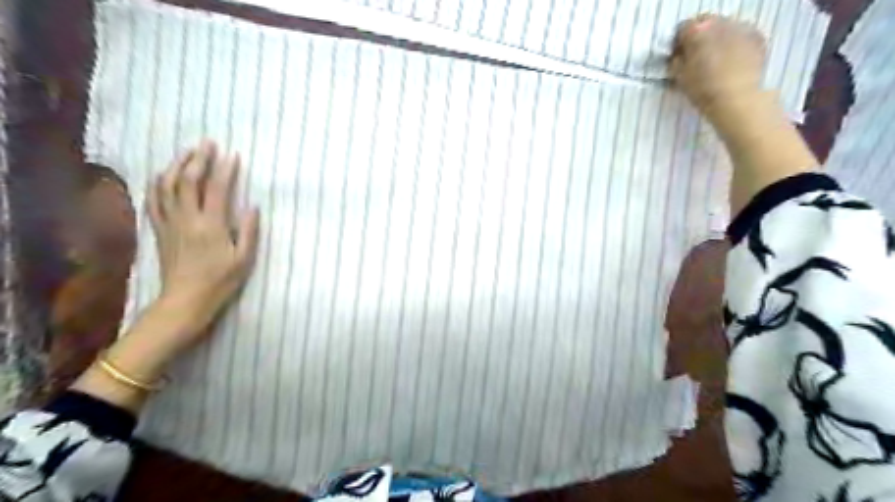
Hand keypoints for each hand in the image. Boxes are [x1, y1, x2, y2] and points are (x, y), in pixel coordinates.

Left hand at [147, 138, 260, 339]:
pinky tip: (163, 176)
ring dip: (176, 166)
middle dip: (198, 159)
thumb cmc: (221, 280)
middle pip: (188, 181)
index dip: (225, 170)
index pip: (217, 189)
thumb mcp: (244, 258)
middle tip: (207, 144)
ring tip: (187, 153)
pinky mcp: (159, 230)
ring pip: (167, 186)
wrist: (185, 300)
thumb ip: (249, 230)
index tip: (232, 155)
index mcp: (211, 225)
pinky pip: (154, 201)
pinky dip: (157, 184)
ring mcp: (169, 223)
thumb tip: (252, 206)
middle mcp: (187, 218)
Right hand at [672, 14, 769, 116]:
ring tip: (716, 59)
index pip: (683, 28)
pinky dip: (735, 43)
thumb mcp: (678, 77)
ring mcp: (741, 28)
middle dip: (700, 37)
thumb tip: (679, 55)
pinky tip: (732, 61)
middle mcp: (719, 23)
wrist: (735, 98)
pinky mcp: (757, 36)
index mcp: (697, 32)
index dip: (679, 42)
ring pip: (725, 27)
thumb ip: (676, 60)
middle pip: (706, 23)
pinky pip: (741, 35)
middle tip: (698, 56)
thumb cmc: (702, 89)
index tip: (679, 55)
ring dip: (718, 39)